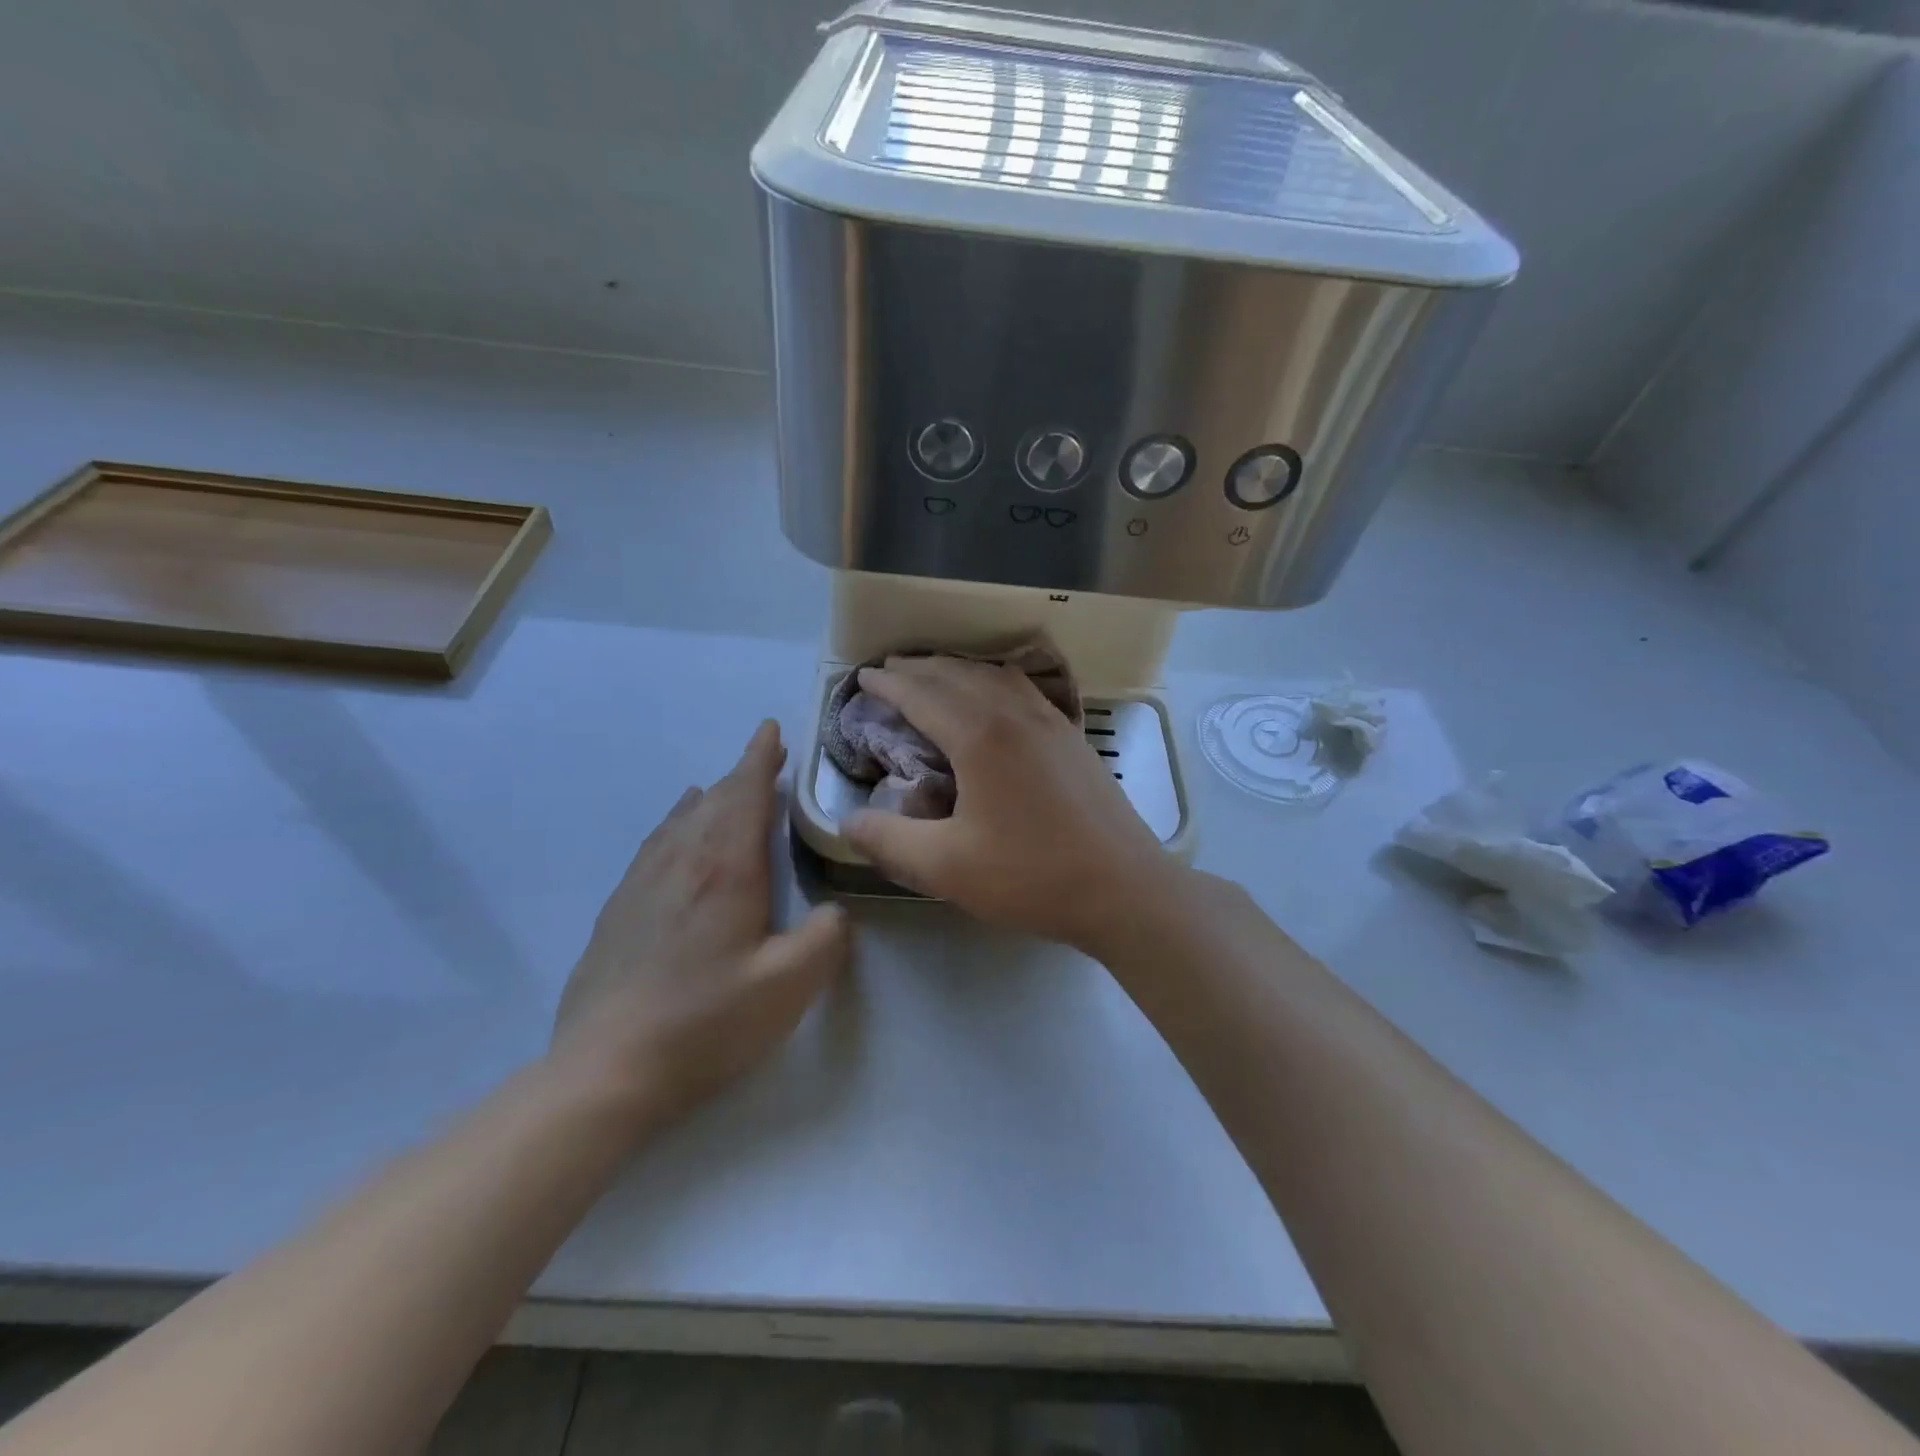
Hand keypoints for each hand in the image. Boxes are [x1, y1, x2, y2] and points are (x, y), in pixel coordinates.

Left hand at [550, 721, 849, 1129]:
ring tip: (722, 787)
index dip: (760, 758)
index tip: (770, 728)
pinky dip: (675, 824)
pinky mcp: (619, 909)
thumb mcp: (790, 985)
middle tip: (765, 758)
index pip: (745, 793)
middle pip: (714, 800)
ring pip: (680, 820)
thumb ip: (827, 938)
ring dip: (709, 797)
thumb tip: (832, 912)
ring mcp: (642, 883)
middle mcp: (681, 861)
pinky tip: (674, 834)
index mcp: (725, 868)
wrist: (605, 1069)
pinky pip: (654, 845)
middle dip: (742, 773)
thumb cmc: (707, 1021)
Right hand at [842, 657, 1180, 953]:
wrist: (1125, 889)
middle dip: (918, 669)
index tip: (863, 678)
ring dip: (957, 669)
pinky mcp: (1073, 738)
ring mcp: (1051, 722)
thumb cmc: (1033, 876)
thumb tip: (847, 821)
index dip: (888, 685)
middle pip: (957, 675)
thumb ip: (889, 841)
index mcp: (980, 737)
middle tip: (889, 671)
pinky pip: (1023, 690)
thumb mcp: (947, 867)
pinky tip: (996, 696)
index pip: (922, 695)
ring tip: (934, 676)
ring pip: (994, 676)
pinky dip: (994, 680)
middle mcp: (1015, 715)